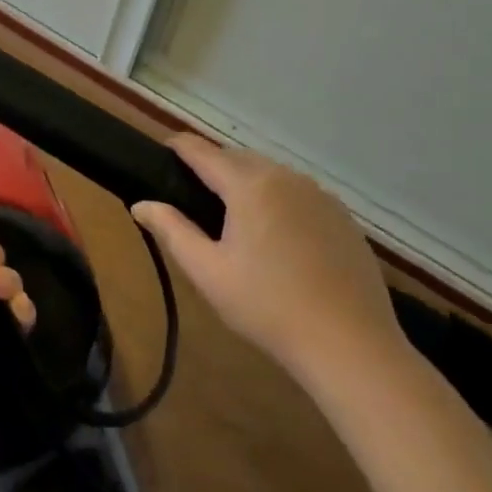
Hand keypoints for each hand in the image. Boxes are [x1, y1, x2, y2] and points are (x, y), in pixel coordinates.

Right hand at [131, 136, 403, 388]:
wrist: (351, 345)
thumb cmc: (268, 307)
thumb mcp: (207, 271)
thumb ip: (171, 230)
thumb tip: (141, 204)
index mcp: (249, 185)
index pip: (203, 151)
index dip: (178, 146)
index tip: (161, 150)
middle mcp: (286, 178)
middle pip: (238, 158)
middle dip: (213, 166)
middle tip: (192, 193)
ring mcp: (321, 196)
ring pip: (271, 174)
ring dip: (247, 181)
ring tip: (232, 214)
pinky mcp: (343, 218)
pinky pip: (299, 194)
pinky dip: (278, 200)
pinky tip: (276, 236)